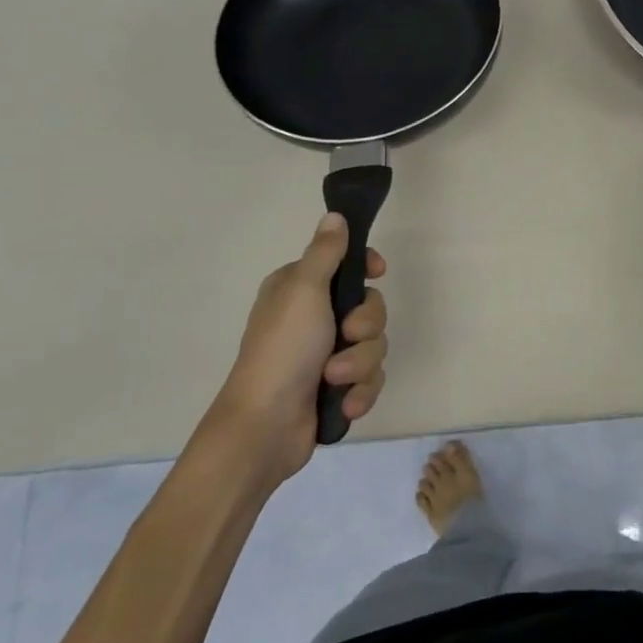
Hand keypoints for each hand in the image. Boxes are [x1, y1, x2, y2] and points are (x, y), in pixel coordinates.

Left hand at [213, 212, 387, 487]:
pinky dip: (361, 391)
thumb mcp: (303, 290)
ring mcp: (327, 355)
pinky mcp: (338, 387)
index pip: (347, 264)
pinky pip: (371, 378)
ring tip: (336, 379)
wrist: (265, 427)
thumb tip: (335, 215)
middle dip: (366, 327)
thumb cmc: (283, 350)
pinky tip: (344, 403)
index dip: (367, 268)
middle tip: (346, 336)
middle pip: (370, 307)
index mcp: (301, 289)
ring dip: (360, 364)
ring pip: (374, 345)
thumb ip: (325, 252)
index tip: (377, 272)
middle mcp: (314, 318)